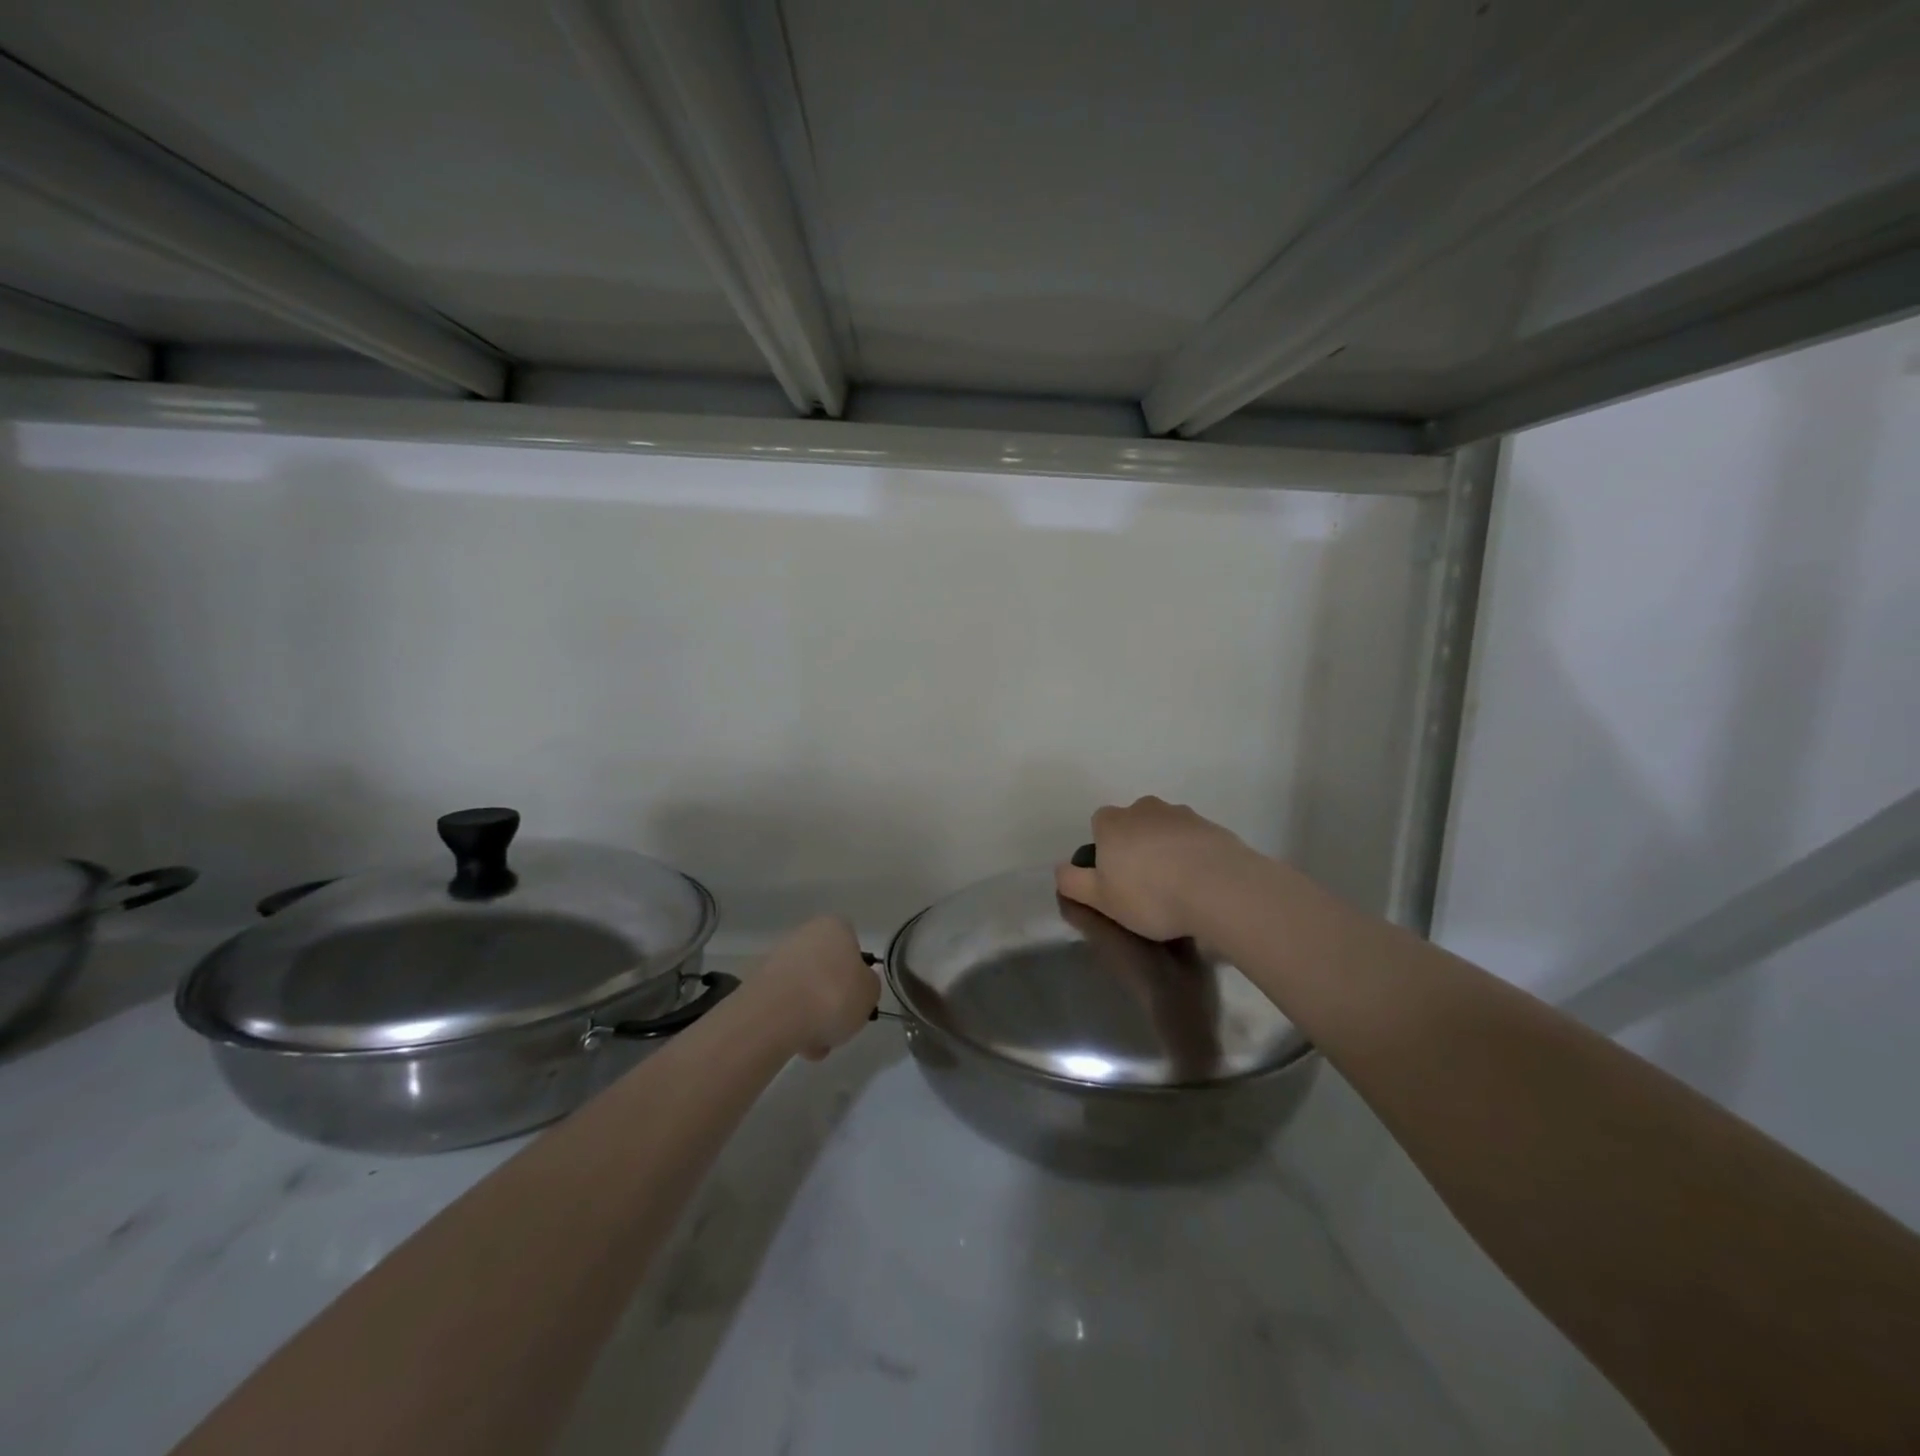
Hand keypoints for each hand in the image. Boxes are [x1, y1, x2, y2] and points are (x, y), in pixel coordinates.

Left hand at [754, 915, 880, 1059]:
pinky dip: (792, 1023)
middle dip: (832, 1000)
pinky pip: (785, 1004)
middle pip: (827, 969)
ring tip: (815, 1046)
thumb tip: (859, 984)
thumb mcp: (870, 993)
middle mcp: (805, 934)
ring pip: (805, 989)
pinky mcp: (757, 983)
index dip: (857, 975)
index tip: (857, 999)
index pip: (853, 946)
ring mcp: (778, 958)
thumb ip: (869, 985)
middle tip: (838, 1026)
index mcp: (834, 927)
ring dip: (812, 1016)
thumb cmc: (833, 996)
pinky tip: (797, 1045)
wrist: (775, 1016)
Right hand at [1054, 796, 1253, 941]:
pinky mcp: (1213, 827)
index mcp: (1113, 823)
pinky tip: (1200, 883)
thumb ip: (1072, 882)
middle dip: (1135, 845)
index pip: (1099, 823)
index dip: (1104, 848)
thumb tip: (1060, 868)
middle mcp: (1145, 809)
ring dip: (1165, 849)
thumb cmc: (1150, 895)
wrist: (1220, 888)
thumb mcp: (1101, 899)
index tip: (1114, 877)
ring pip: (1165, 829)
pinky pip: (1193, 839)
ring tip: (1176, 886)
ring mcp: (1182, 815)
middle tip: (1144, 883)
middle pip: (1133, 823)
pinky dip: (1193, 855)